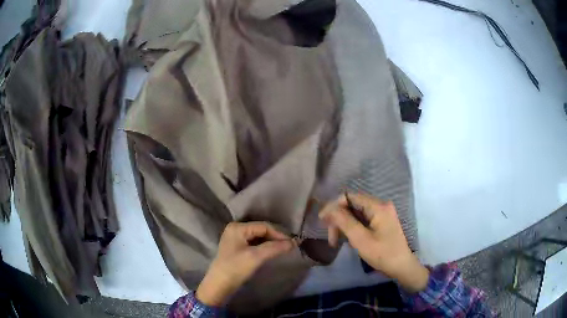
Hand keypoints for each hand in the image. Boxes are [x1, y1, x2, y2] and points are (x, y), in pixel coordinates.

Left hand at [196, 222, 294, 305]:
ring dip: (270, 243)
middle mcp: (235, 229)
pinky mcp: (236, 248)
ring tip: (282, 250)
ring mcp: (235, 238)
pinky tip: (271, 253)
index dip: (279, 234)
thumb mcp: (256, 257)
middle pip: (261, 230)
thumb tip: (293, 242)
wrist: (219, 285)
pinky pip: (254, 243)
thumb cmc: (236, 268)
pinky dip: (264, 247)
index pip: (264, 226)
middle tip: (289, 247)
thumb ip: (274, 248)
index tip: (292, 243)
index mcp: (238, 227)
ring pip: (258, 237)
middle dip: (275, 238)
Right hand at [319, 193, 428, 292]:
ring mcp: (382, 214)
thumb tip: (329, 208)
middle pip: (352, 205)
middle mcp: (381, 205)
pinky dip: (352, 228)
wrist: (401, 267)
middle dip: (338, 219)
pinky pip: (362, 219)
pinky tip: (347, 239)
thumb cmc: (382, 254)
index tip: (322, 221)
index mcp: (378, 206)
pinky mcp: (382, 222)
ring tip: (336, 241)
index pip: (350, 197)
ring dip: (344, 225)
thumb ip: (344, 221)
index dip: (334, 206)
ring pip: (356, 213)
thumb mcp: (361, 239)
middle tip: (330, 238)